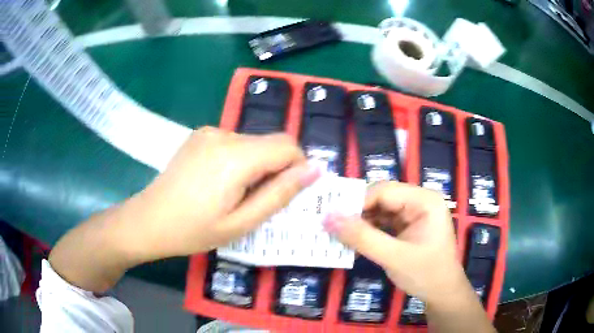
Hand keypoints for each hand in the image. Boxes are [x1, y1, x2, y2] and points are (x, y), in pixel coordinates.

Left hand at [129, 126, 320, 259]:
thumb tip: (314, 170)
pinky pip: (234, 142)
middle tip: (254, 200)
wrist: (149, 220)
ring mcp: (209, 131)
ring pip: (253, 143)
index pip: (287, 145)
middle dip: (273, 169)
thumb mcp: (242, 222)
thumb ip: (280, 194)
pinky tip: (217, 181)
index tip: (284, 193)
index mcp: (235, 157)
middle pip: (270, 142)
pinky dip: (238, 159)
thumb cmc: (194, 230)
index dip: (296, 167)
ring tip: (232, 193)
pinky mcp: (199, 134)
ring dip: (255, 165)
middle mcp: (223, 134)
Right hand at [323, 182, 466, 304]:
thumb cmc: (426, 274)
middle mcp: (419, 201)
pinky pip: (383, 222)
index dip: (356, 202)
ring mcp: (414, 213)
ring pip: (379, 210)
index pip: (384, 191)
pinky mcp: (408, 226)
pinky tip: (354, 242)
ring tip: (338, 235)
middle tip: (331, 226)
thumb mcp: (394, 257)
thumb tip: (328, 218)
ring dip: (360, 223)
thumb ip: (362, 238)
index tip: (330, 218)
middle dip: (357, 213)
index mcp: (424, 200)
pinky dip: (368, 231)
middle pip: (381, 198)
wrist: (442, 294)